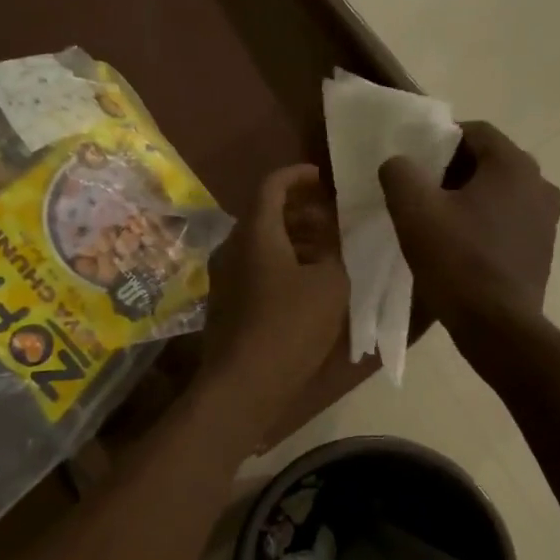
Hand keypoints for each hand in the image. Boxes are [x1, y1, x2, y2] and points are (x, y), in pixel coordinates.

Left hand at [202, 165, 348, 424]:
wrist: (244, 383)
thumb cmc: (289, 326)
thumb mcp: (330, 285)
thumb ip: (335, 252)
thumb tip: (333, 240)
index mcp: (255, 233)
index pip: (272, 185)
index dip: (298, 176)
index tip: (323, 178)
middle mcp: (232, 247)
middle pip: (265, 215)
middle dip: (300, 211)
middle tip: (333, 220)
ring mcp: (224, 277)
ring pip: (260, 244)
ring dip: (293, 240)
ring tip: (327, 252)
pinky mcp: (226, 302)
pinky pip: (254, 268)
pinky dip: (280, 264)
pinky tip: (306, 284)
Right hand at [379, 122, 559, 338]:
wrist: (497, 327)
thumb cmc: (457, 261)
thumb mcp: (413, 211)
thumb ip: (400, 173)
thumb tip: (399, 163)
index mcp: (514, 165)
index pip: (475, 132)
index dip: (440, 140)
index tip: (415, 163)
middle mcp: (540, 184)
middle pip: (489, 162)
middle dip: (452, 172)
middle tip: (420, 192)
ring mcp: (547, 219)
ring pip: (499, 193)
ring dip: (469, 199)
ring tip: (437, 222)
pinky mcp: (542, 250)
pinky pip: (508, 222)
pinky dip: (484, 224)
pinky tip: (460, 247)